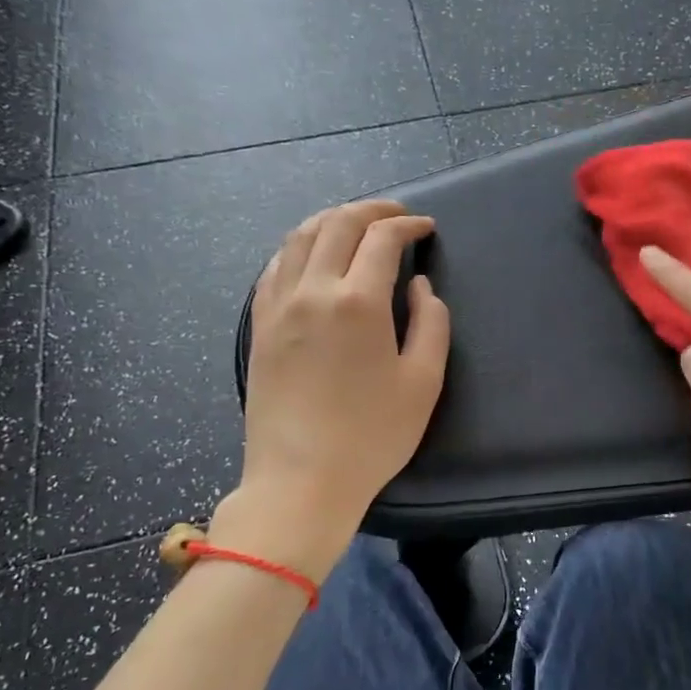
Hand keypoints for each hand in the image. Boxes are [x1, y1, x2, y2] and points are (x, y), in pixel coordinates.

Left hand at [221, 201, 449, 572]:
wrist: (300, 480)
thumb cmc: (372, 436)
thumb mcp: (423, 382)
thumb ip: (431, 324)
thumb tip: (419, 286)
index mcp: (358, 302)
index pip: (382, 238)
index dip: (408, 224)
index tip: (426, 228)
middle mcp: (312, 291)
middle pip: (337, 224)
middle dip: (371, 209)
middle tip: (396, 214)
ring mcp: (278, 306)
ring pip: (300, 238)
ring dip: (332, 220)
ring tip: (356, 224)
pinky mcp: (259, 326)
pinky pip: (275, 267)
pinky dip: (299, 247)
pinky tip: (312, 256)